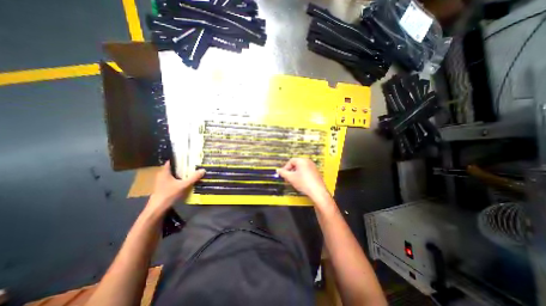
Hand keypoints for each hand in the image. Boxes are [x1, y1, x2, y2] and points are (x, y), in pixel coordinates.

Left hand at [147, 163, 204, 215]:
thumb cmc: (169, 194)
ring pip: (173, 175)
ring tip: (191, 171)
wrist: (157, 209)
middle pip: (173, 168)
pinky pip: (173, 180)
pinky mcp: (164, 188)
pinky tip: (186, 181)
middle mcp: (162, 175)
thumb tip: (203, 170)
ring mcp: (162, 182)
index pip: (171, 161)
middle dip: (182, 166)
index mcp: (164, 172)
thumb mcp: (183, 185)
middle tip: (192, 164)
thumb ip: (193, 178)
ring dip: (181, 173)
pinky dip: (179, 179)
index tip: (188, 157)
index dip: (179, 159)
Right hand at [277, 159, 327, 201]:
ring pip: (301, 168)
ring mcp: (313, 166)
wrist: (317, 191)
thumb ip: (283, 173)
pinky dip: (302, 175)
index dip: (285, 167)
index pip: (291, 161)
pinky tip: (301, 182)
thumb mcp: (291, 178)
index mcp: (302, 160)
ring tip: (294, 180)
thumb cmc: (304, 183)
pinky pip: (306, 171)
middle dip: (290, 170)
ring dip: (296, 173)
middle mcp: (308, 161)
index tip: (283, 174)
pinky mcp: (316, 172)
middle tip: (287, 177)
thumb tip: (278, 170)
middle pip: (296, 164)